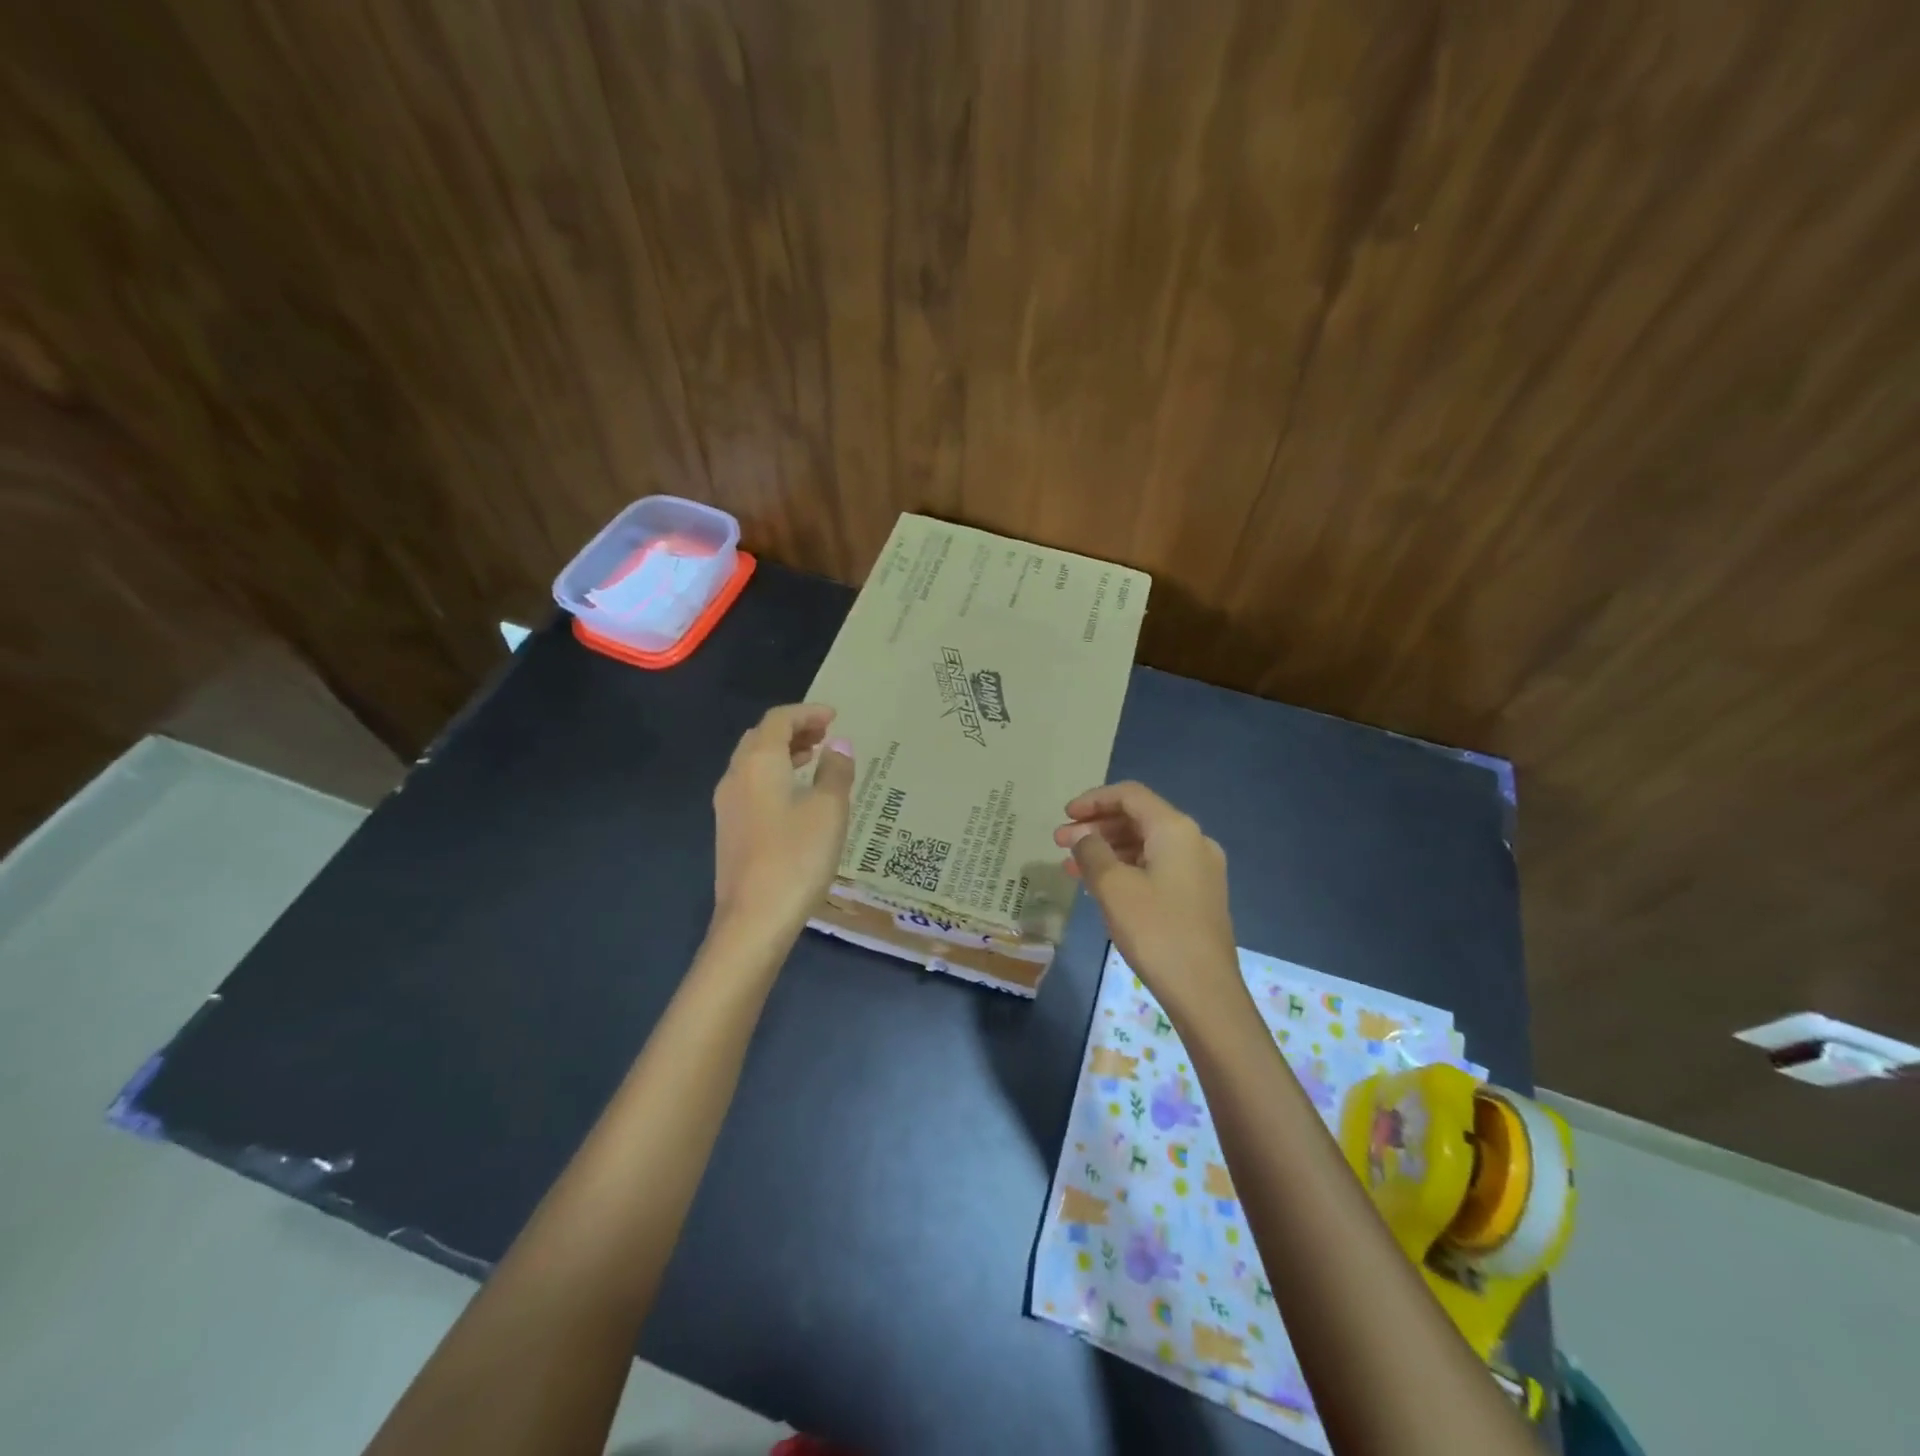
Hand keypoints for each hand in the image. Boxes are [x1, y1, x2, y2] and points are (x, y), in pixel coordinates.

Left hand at [711, 703, 854, 941]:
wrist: (754, 920)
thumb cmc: (797, 858)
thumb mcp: (829, 810)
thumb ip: (836, 772)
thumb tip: (840, 746)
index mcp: (759, 763)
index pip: (778, 720)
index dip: (807, 713)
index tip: (834, 717)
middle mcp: (736, 776)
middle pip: (761, 737)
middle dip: (793, 730)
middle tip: (825, 736)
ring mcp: (727, 805)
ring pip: (753, 763)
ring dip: (782, 753)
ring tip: (814, 760)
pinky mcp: (729, 830)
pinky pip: (751, 786)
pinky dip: (774, 776)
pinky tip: (796, 797)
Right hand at [1054, 782, 1243, 1021]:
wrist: (1205, 991)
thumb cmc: (1156, 930)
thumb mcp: (1112, 887)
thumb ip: (1092, 852)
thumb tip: (1083, 838)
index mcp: (1176, 829)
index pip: (1130, 795)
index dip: (1093, 800)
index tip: (1064, 817)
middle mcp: (1194, 840)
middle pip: (1138, 818)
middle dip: (1096, 827)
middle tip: (1059, 844)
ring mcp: (1200, 869)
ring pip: (1146, 844)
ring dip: (1108, 849)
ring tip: (1073, 868)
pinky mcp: (1199, 895)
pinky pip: (1157, 866)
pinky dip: (1127, 868)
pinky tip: (1102, 887)